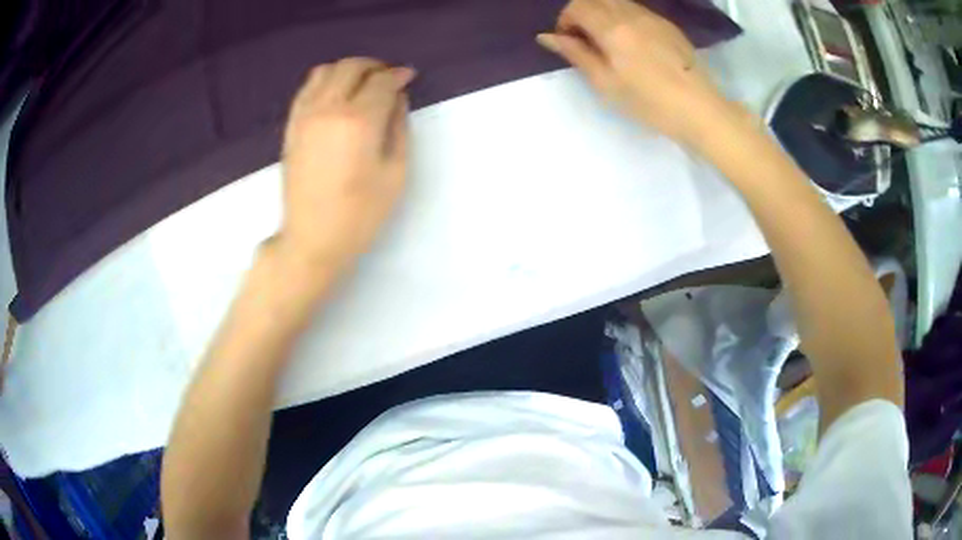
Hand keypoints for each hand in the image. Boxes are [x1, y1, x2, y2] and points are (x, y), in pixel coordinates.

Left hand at [276, 58, 415, 281]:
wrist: (312, 238)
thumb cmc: (360, 213)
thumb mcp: (395, 173)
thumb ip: (398, 127)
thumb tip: (397, 98)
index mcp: (359, 121)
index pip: (382, 81)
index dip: (399, 75)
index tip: (409, 77)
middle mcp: (328, 108)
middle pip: (352, 67)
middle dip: (375, 66)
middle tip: (388, 78)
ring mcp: (305, 115)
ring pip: (326, 70)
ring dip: (349, 70)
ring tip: (362, 84)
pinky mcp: (292, 125)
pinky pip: (307, 87)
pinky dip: (325, 80)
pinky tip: (336, 94)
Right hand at [537, 0, 746, 148]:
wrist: (699, 109)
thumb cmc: (649, 102)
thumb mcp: (606, 83)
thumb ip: (576, 54)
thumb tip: (547, 36)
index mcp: (612, 28)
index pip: (577, 6)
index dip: (565, 20)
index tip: (568, 41)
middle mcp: (630, 14)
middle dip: (582, 13)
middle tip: (584, 39)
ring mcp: (652, 17)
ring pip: (616, 1)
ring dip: (602, 13)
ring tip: (608, 41)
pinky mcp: (667, 25)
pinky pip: (636, 9)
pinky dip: (623, 17)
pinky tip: (631, 42)